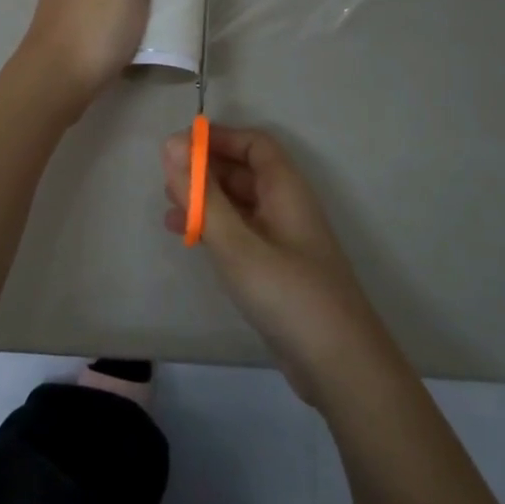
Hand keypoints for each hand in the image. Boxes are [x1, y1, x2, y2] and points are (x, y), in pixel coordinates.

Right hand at [163, 125, 385, 404]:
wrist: (339, 366)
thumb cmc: (288, 293)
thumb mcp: (237, 243)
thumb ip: (202, 195)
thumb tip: (171, 144)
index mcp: (286, 190)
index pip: (254, 144)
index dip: (218, 138)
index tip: (178, 146)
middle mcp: (286, 207)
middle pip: (245, 172)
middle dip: (206, 169)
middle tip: (165, 179)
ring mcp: (282, 240)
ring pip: (240, 204)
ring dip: (206, 200)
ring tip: (168, 209)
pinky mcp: (275, 269)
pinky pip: (240, 233)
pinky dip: (214, 229)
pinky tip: (188, 240)